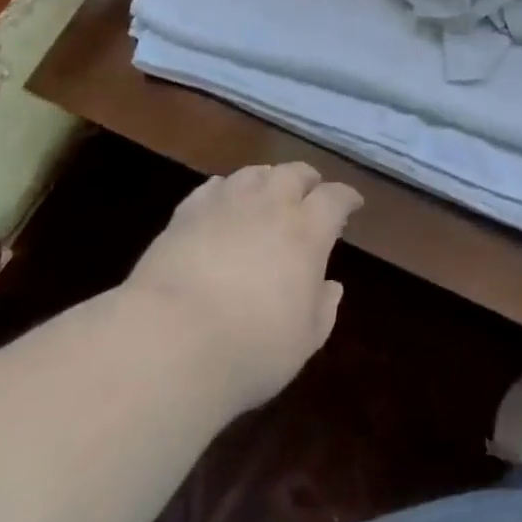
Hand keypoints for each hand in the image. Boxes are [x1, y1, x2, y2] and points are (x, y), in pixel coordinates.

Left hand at [126, 162, 362, 415]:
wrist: (169, 342)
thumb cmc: (249, 349)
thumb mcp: (303, 342)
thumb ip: (322, 309)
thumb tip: (331, 285)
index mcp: (307, 231)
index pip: (335, 198)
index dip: (346, 197)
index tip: (352, 203)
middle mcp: (270, 205)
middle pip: (294, 173)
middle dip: (307, 180)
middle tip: (311, 192)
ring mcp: (226, 203)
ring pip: (254, 173)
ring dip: (267, 179)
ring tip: (268, 193)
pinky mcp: (186, 212)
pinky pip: (213, 187)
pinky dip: (226, 191)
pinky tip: (223, 203)